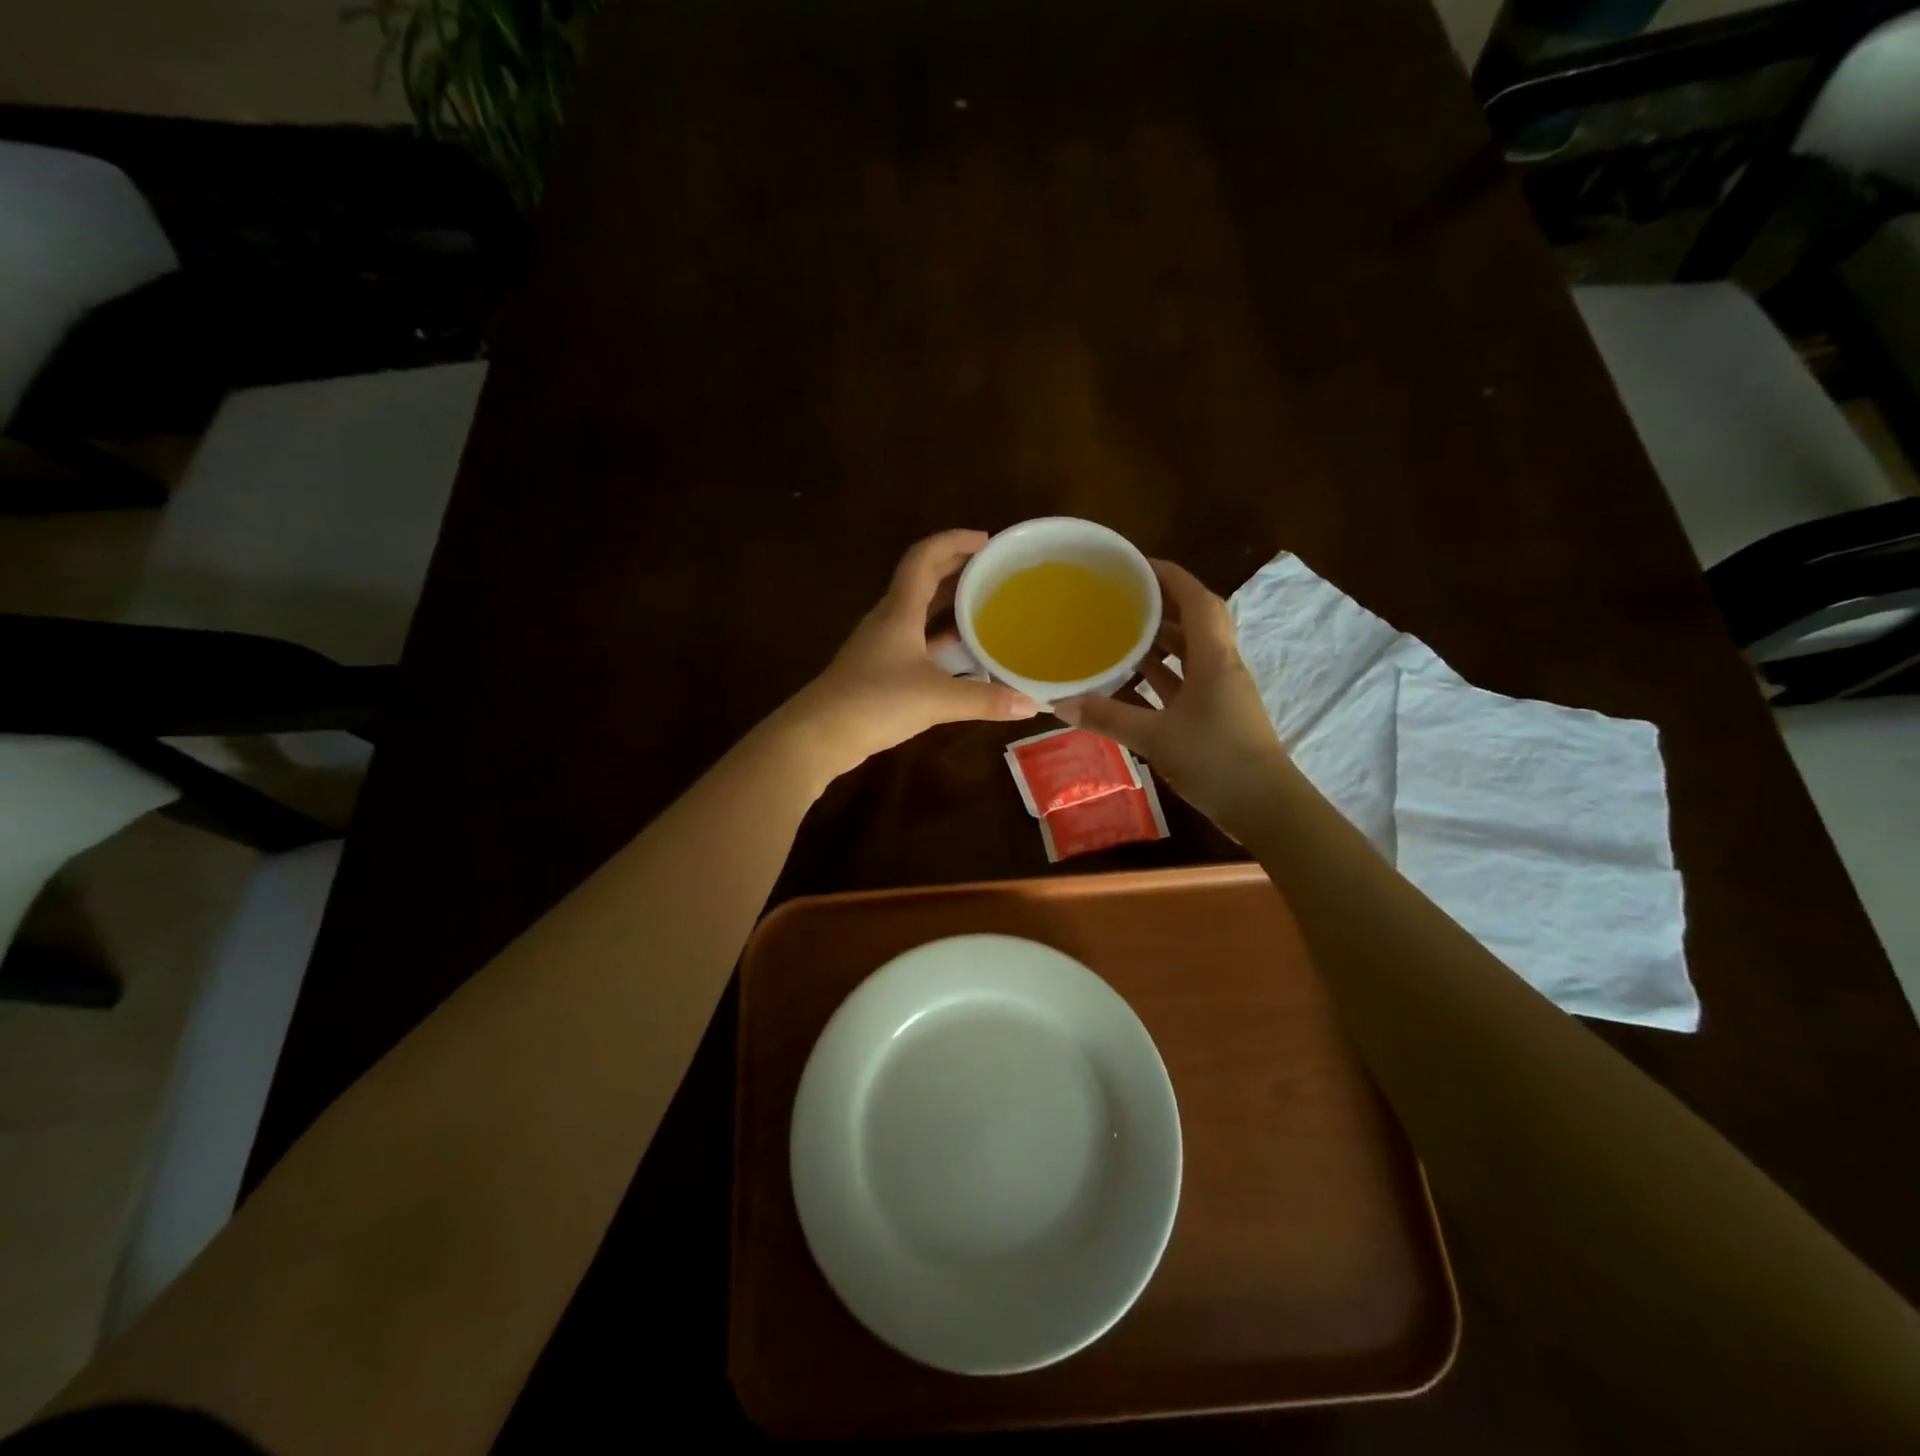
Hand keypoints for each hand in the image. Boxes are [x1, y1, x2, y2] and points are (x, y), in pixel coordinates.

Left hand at [784, 530, 1041, 781]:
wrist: (819, 735)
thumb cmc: (875, 702)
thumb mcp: (936, 699)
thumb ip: (984, 700)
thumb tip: (1031, 704)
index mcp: (899, 611)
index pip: (924, 558)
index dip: (954, 541)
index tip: (986, 541)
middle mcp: (889, 620)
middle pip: (923, 581)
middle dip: (957, 569)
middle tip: (993, 571)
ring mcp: (882, 647)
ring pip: (920, 614)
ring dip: (949, 606)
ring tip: (986, 607)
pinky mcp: (880, 671)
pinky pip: (917, 643)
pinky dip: (941, 641)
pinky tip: (964, 657)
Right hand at [1055, 559, 1291, 830]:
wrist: (1266, 808)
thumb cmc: (1217, 761)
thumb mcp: (1156, 738)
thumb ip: (1108, 717)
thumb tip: (1059, 703)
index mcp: (1215, 659)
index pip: (1197, 599)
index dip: (1170, 576)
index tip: (1136, 564)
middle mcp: (1222, 666)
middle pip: (1195, 621)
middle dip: (1162, 603)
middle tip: (1122, 596)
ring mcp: (1222, 692)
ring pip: (1191, 653)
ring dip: (1161, 640)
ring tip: (1121, 631)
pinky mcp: (1217, 715)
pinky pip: (1185, 682)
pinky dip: (1161, 675)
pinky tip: (1132, 680)